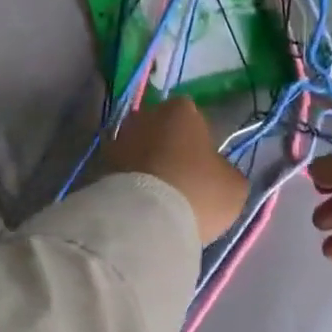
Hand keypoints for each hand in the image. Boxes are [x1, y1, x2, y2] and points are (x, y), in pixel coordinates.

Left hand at [106, 98, 247, 245]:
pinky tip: (141, 206)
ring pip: (139, 150)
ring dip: (147, 166)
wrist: (143, 221)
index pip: (193, 116)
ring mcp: (117, 140)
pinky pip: (123, 172)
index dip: (199, 139)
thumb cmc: (198, 192)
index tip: (204, 164)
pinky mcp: (98, 167)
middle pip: (161, 129)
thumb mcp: (234, 186)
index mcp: (181, 110)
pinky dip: (130, 183)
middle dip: (169, 148)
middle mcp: (145, 115)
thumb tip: (216, 172)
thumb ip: (226, 170)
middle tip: (181, 179)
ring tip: (159, 197)